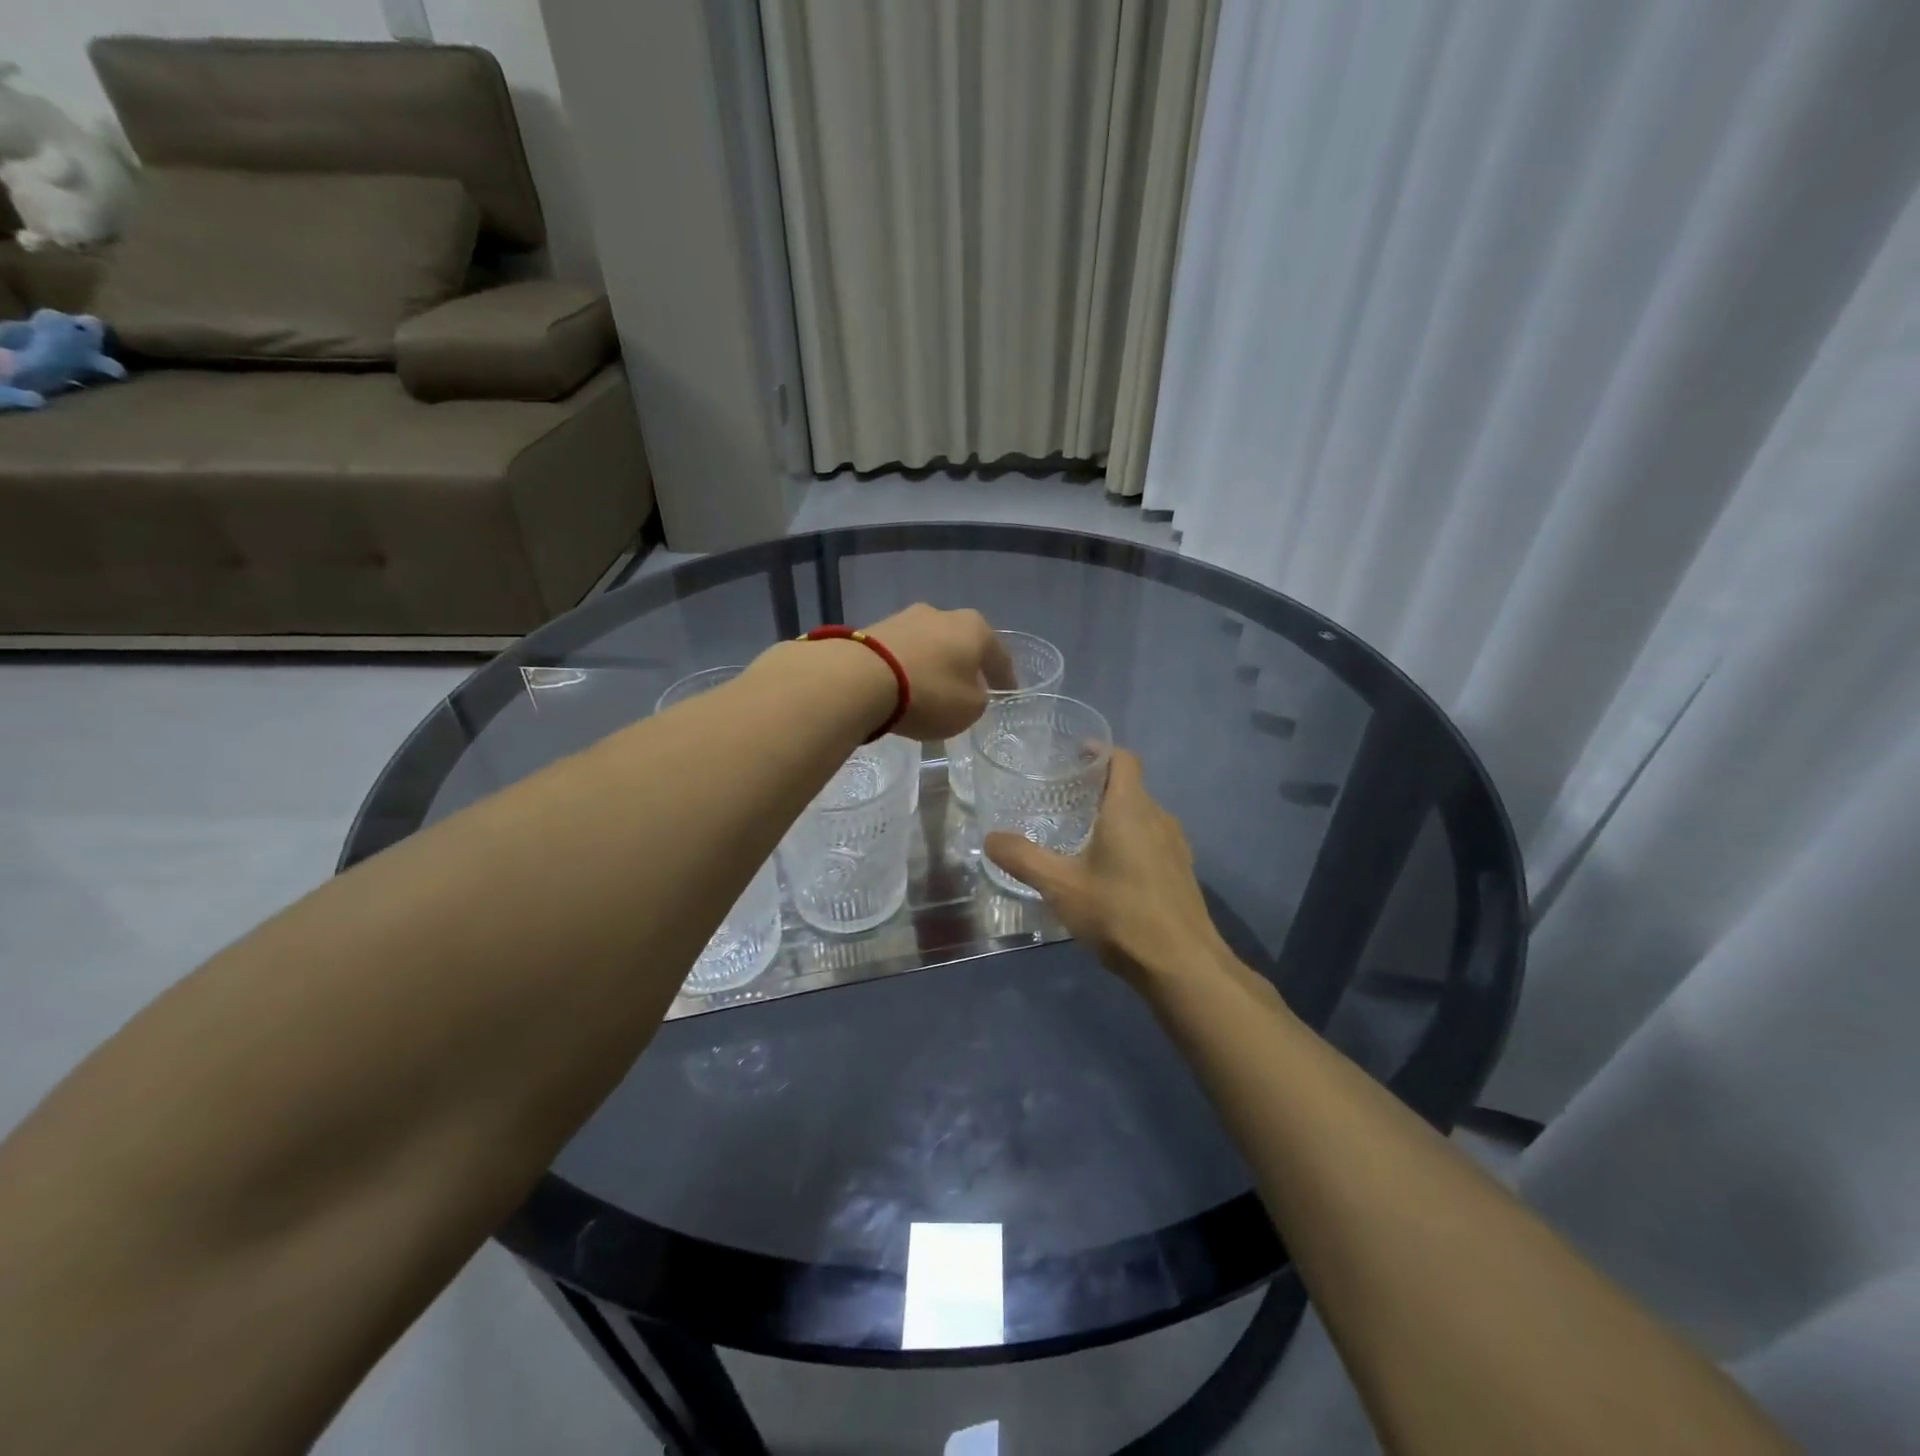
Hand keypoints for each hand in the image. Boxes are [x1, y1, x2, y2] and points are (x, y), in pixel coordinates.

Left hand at [861, 604, 1015, 739]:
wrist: (861, 678)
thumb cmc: (930, 692)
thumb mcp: (969, 709)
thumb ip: (977, 699)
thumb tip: (969, 691)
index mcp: (975, 628)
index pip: (999, 655)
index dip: (1005, 677)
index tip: (1007, 692)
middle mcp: (943, 614)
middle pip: (962, 643)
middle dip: (965, 664)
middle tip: (968, 687)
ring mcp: (905, 617)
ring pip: (929, 645)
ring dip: (933, 664)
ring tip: (931, 689)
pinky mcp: (875, 629)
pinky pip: (902, 653)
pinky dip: (907, 667)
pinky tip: (903, 686)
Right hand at [984, 751, 1227, 984]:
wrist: (1182, 965)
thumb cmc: (1119, 913)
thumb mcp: (1060, 886)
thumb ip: (1023, 858)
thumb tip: (991, 839)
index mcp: (1130, 808)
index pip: (1122, 758)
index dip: (1099, 750)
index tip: (1073, 754)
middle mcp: (1158, 817)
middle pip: (1130, 786)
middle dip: (1099, 785)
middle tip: (1064, 797)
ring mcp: (1175, 846)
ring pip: (1142, 815)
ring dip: (1116, 814)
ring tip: (1082, 832)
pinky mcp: (1181, 872)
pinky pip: (1153, 840)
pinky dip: (1130, 840)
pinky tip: (1110, 870)